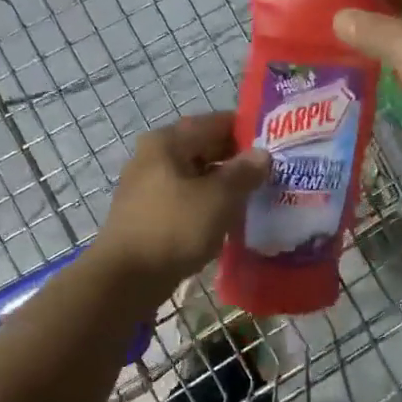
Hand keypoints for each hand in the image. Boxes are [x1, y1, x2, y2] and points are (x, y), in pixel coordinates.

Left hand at [96, 112, 269, 292]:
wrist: (126, 278)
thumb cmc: (174, 228)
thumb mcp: (218, 198)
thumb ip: (243, 172)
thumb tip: (262, 154)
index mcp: (167, 142)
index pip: (213, 123)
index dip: (245, 130)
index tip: (275, 143)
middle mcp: (153, 158)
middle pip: (202, 149)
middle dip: (236, 160)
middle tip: (271, 173)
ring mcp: (147, 188)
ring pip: (194, 178)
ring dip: (223, 186)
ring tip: (256, 197)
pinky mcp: (147, 216)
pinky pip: (185, 201)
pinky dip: (207, 206)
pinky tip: (228, 220)